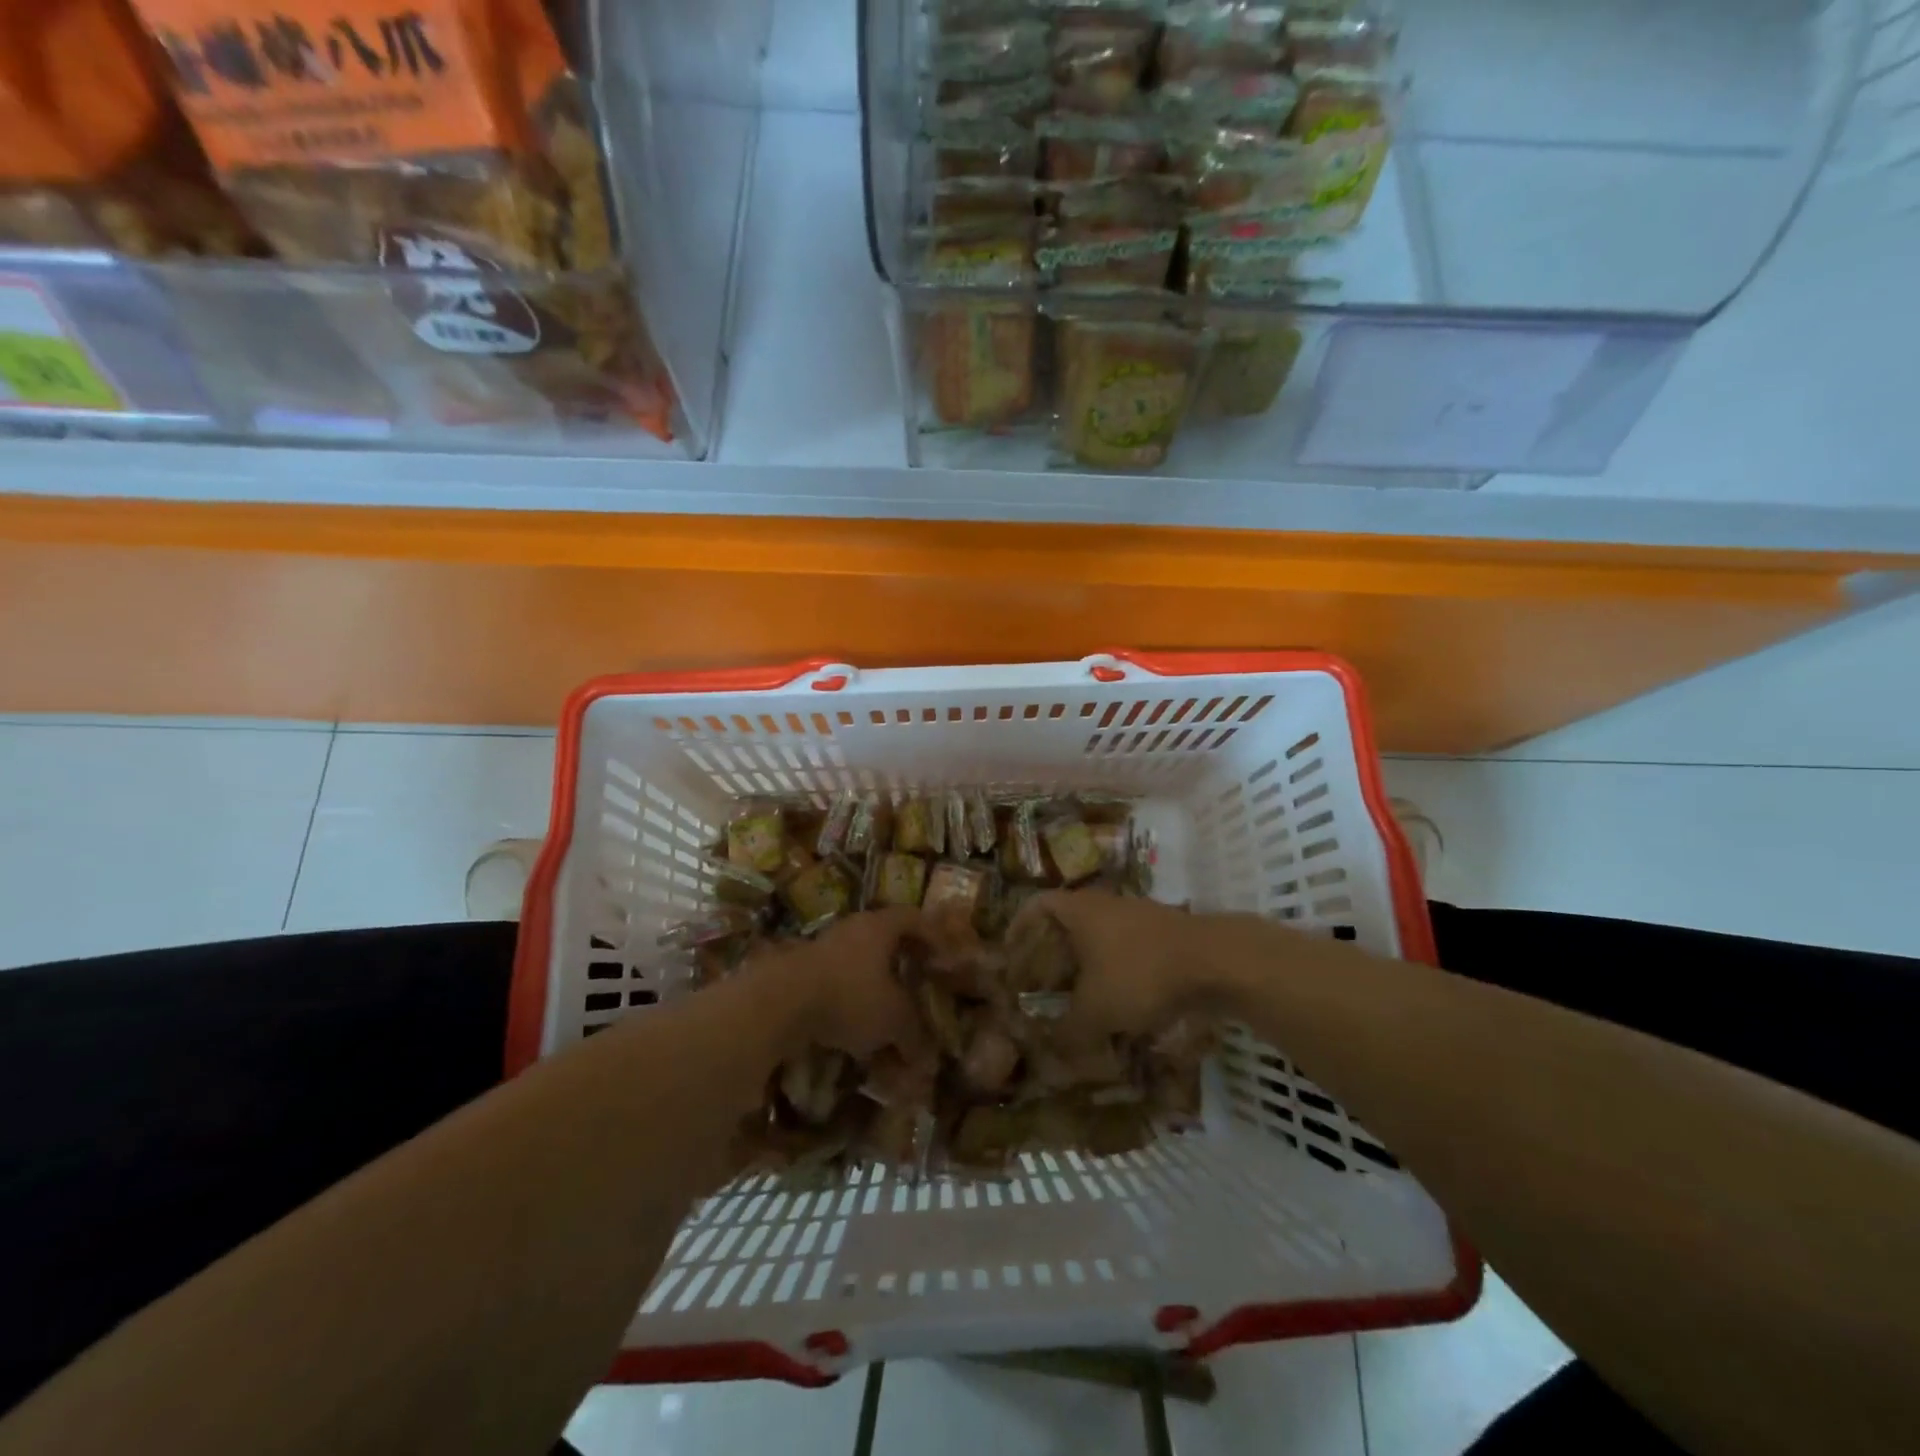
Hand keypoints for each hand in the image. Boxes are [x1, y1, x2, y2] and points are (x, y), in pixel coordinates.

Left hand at [747, 908, 926, 1059]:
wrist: (779, 1002)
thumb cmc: (850, 996)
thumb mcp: (893, 1019)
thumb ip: (914, 1035)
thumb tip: (927, 1060)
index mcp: (880, 927)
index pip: (912, 918)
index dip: (931, 935)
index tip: (943, 955)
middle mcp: (852, 930)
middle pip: (884, 939)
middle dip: (902, 963)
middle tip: (916, 983)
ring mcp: (822, 948)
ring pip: (858, 964)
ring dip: (874, 987)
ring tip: (885, 1018)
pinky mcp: (800, 972)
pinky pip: (835, 983)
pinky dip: (849, 1003)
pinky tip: (853, 1031)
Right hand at [1009, 890, 1202, 1045]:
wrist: (1216, 960)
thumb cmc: (1141, 974)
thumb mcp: (1096, 1011)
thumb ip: (1067, 1032)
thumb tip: (1048, 1054)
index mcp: (1079, 910)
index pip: (1036, 904)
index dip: (1018, 926)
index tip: (1010, 953)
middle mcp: (1105, 905)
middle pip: (1068, 923)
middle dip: (1053, 954)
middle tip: (1043, 985)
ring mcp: (1139, 916)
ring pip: (1101, 939)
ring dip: (1087, 967)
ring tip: (1081, 1001)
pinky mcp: (1166, 935)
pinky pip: (1129, 951)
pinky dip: (1118, 974)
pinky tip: (1123, 1007)